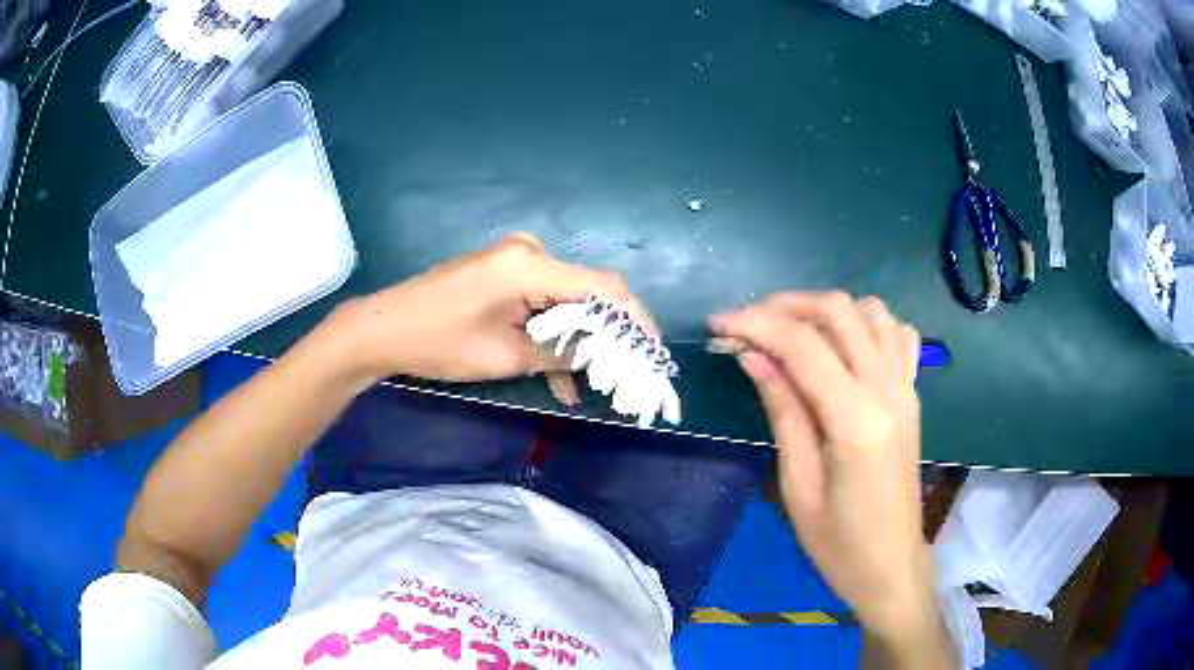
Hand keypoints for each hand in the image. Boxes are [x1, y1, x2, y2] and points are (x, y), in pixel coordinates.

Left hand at [329, 234, 653, 403]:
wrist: (384, 329)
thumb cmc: (440, 341)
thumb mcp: (506, 355)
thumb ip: (561, 352)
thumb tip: (601, 356)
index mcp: (531, 265)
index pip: (603, 286)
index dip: (635, 318)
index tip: (653, 351)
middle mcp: (529, 253)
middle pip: (587, 291)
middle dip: (608, 333)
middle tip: (626, 371)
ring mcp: (514, 262)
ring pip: (565, 301)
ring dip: (578, 339)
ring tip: (591, 384)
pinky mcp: (502, 274)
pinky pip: (541, 302)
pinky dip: (552, 333)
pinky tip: (559, 373)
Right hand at [710, 293, 950, 659]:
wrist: (890, 562)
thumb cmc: (837, 541)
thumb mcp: (797, 484)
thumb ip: (782, 410)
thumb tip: (753, 356)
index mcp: (856, 420)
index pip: (803, 346)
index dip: (756, 325)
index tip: (718, 324)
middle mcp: (888, 389)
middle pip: (839, 313)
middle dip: (786, 306)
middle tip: (748, 324)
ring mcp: (907, 387)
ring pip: (870, 311)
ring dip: (826, 310)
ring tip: (791, 332)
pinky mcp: (913, 393)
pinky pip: (897, 334)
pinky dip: (867, 323)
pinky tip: (843, 344)